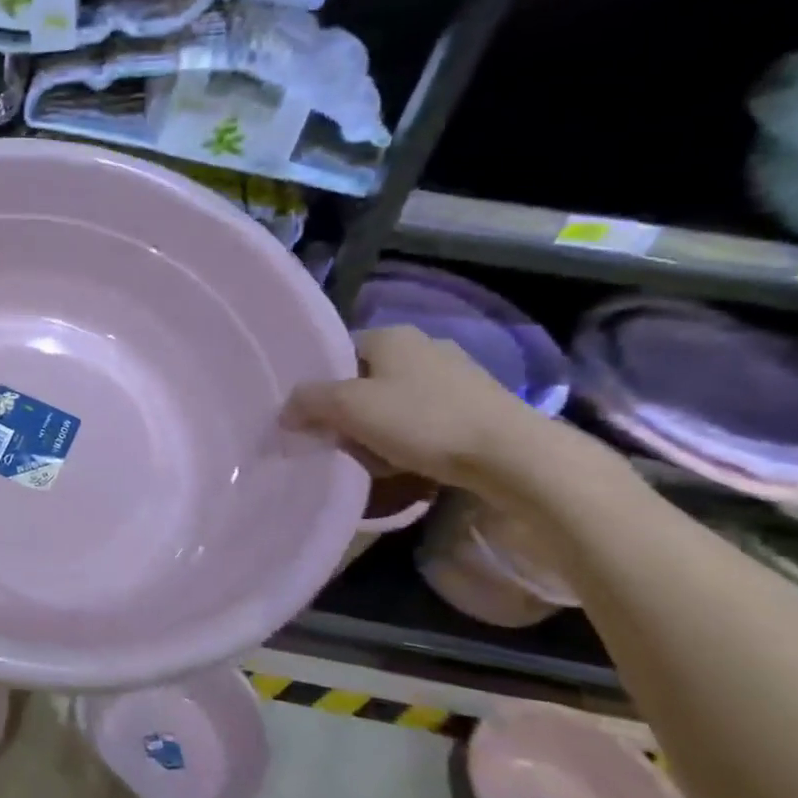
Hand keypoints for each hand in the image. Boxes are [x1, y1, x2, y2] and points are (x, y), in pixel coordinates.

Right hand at [284, 325, 554, 490]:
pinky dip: (409, 439)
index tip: (311, 419)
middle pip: (364, 380)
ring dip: (377, 429)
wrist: (512, 456)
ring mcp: (456, 375)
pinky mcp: (478, 405)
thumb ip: (307, 401)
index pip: (338, 353)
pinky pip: (425, 419)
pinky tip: (409, 462)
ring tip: (373, 459)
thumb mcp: (348, 408)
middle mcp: (424, 346)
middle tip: (339, 442)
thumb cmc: (421, 421)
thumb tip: (285, 411)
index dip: (320, 386)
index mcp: (391, 335)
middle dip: (348, 412)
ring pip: (394, 402)